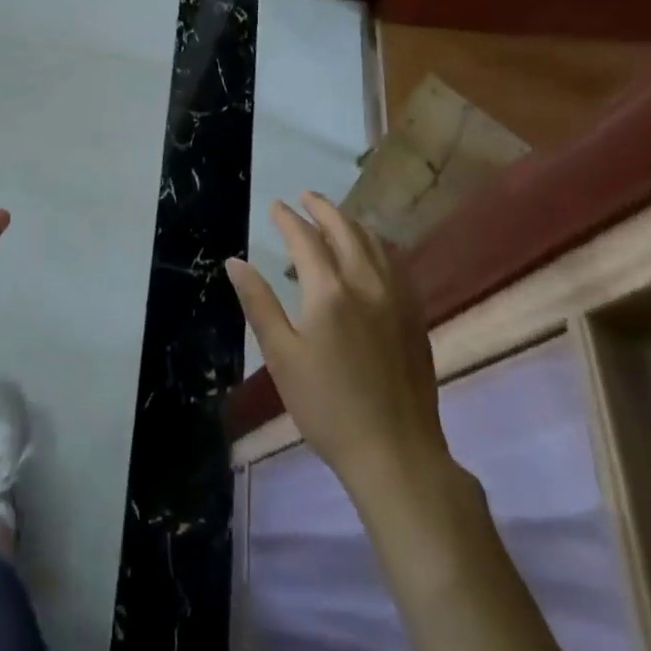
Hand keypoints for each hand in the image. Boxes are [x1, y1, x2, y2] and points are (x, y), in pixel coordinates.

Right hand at [227, 194, 451, 495]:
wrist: (396, 453)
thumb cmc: (327, 406)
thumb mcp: (281, 356)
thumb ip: (259, 303)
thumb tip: (235, 262)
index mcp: (329, 292)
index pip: (305, 239)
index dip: (288, 218)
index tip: (275, 204)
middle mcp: (367, 284)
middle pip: (346, 230)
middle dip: (323, 209)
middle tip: (305, 197)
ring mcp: (398, 299)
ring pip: (376, 243)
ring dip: (352, 223)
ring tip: (334, 218)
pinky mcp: (415, 317)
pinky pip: (395, 264)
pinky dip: (377, 246)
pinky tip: (371, 255)